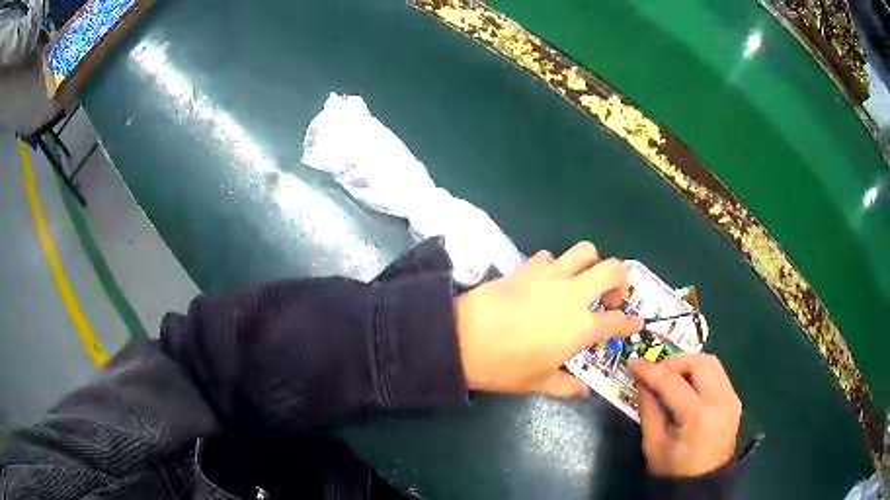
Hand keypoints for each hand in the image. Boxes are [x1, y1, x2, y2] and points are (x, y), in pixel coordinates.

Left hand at [454, 241, 642, 396]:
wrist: (463, 338)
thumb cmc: (505, 366)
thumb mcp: (538, 383)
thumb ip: (566, 386)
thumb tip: (584, 391)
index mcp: (581, 326)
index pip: (618, 320)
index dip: (630, 322)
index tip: (635, 322)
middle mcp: (573, 295)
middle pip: (613, 270)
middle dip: (621, 280)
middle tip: (609, 298)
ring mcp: (551, 276)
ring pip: (585, 251)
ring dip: (591, 263)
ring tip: (582, 281)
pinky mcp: (528, 266)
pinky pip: (550, 256)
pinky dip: (555, 265)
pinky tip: (546, 281)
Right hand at [630, 353, 741, 476]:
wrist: (703, 484)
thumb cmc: (673, 470)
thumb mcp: (653, 444)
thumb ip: (649, 409)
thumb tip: (643, 380)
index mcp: (698, 417)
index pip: (673, 382)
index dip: (650, 370)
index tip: (633, 364)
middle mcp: (721, 401)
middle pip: (699, 362)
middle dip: (673, 362)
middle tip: (655, 372)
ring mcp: (732, 399)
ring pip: (711, 363)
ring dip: (688, 364)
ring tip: (670, 376)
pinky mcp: (735, 400)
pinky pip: (717, 374)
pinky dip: (699, 373)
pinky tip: (686, 385)